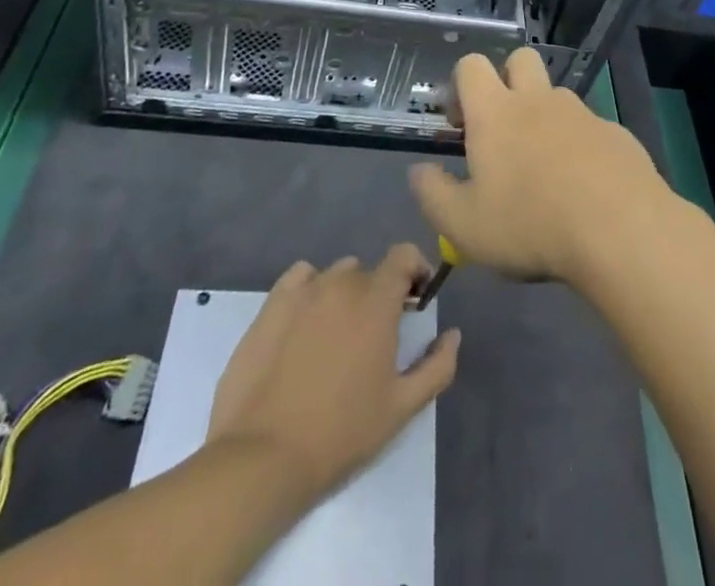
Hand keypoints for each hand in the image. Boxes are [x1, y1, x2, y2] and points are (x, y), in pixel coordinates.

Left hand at [206, 247, 460, 500]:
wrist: (262, 459)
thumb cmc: (341, 433)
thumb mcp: (402, 408)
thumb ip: (437, 366)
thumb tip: (452, 334)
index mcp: (377, 300)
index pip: (404, 254)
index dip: (415, 269)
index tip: (416, 299)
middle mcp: (342, 283)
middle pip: (370, 271)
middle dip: (379, 293)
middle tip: (375, 333)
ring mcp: (303, 292)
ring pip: (335, 275)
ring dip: (345, 293)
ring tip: (337, 333)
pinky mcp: (270, 306)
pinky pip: (300, 279)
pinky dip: (310, 289)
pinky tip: (306, 322)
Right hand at [409, 48, 675, 289]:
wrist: (620, 230)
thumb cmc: (530, 225)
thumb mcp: (463, 225)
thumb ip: (433, 194)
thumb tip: (420, 171)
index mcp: (496, 112)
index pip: (472, 65)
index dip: (461, 85)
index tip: (460, 124)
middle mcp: (539, 100)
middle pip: (520, 60)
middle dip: (507, 81)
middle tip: (502, 131)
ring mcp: (582, 112)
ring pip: (556, 96)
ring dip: (544, 118)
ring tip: (544, 172)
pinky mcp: (615, 132)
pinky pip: (589, 127)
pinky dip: (579, 146)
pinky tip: (583, 189)